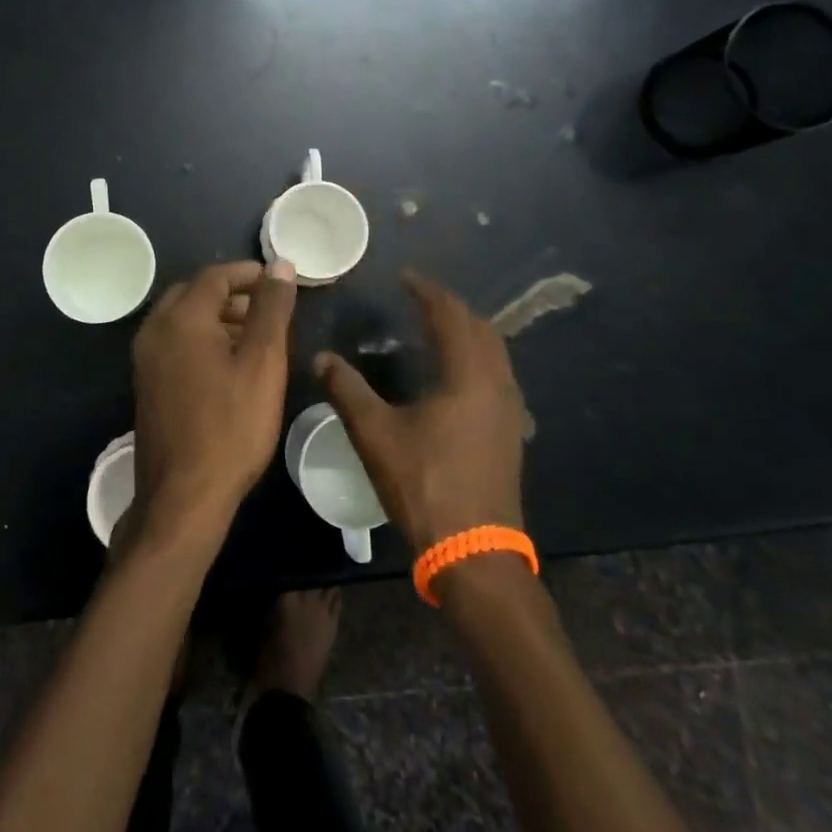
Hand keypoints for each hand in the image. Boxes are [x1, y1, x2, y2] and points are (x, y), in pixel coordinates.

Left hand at [130, 259, 298, 543]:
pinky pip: (175, 343)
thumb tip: (280, 266)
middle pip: (195, 293)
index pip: (215, 276)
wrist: (183, 496)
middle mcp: (155, 330)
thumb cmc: (231, 426)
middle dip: (233, 294)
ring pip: (184, 319)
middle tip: (268, 308)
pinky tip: (230, 363)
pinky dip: (202, 339)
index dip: (249, 273)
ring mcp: (145, 359)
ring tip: (257, 335)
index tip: (279, 281)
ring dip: (218, 317)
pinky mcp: (147, 383)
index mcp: (180, 318)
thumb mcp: (262, 363)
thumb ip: (271, 309)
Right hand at [313, 269, 527, 551]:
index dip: (428, 292)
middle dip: (451, 308)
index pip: (451, 316)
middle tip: (419, 299)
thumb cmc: (425, 485)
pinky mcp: (509, 433)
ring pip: (494, 353)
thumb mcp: (376, 435)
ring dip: (466, 332)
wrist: (475, 553)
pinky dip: (474, 358)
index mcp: (468, 376)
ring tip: (434, 328)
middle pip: (481, 328)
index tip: (405, 278)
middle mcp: (497, 385)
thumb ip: (347, 390)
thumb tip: (322, 357)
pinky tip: (451, 374)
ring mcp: (509, 411)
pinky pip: (495, 375)